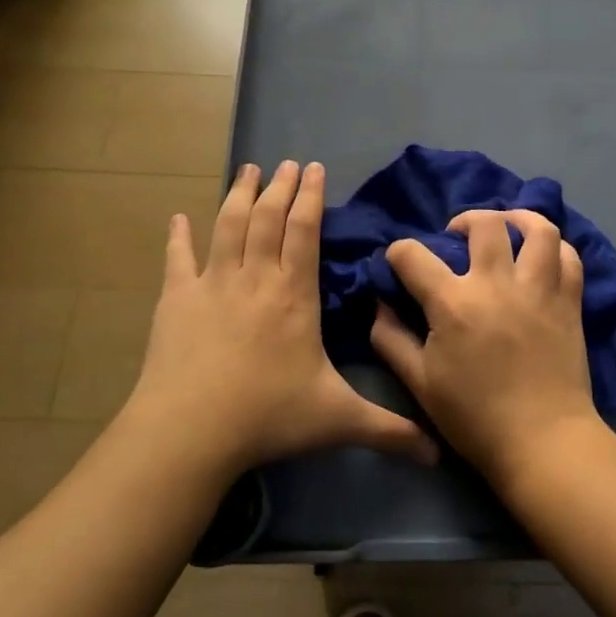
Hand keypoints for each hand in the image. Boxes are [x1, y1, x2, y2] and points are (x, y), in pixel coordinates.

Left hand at [122, 161, 438, 478]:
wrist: (190, 432)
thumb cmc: (268, 417)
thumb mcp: (338, 421)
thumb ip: (389, 430)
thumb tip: (439, 454)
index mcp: (294, 295)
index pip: (305, 232)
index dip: (310, 198)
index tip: (314, 168)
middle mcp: (255, 279)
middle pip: (268, 218)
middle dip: (280, 186)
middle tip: (287, 162)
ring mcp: (212, 285)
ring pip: (228, 226)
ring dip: (238, 194)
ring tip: (247, 169)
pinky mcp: (176, 300)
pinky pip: (178, 259)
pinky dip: (178, 236)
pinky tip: (178, 218)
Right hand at [371, 209, 602, 488]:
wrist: (542, 441)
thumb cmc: (474, 417)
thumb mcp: (418, 383)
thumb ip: (391, 338)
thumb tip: (380, 303)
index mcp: (453, 302)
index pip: (413, 254)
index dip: (398, 253)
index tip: (399, 263)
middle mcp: (496, 283)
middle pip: (484, 224)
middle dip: (464, 221)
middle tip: (458, 236)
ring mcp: (539, 288)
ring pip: (537, 229)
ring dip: (518, 219)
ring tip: (507, 228)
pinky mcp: (569, 301)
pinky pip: (569, 257)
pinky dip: (556, 248)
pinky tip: (542, 256)